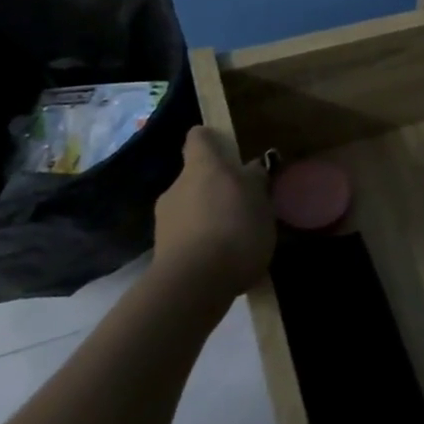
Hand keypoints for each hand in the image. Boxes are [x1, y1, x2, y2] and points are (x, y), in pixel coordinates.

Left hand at [152, 127, 273, 296]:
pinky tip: (223, 259)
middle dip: (217, 186)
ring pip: (191, 207)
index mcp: (202, 167)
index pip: (199, 138)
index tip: (228, 148)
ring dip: (209, 215)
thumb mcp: (261, 201)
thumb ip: (255, 181)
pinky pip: (187, 235)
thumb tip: (251, 169)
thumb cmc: (234, 229)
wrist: (193, 285)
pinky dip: (202, 241)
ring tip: (236, 235)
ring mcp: (165, 219)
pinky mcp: (162, 250)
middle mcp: (177, 186)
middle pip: (196, 176)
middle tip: (244, 203)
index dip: (212, 140)